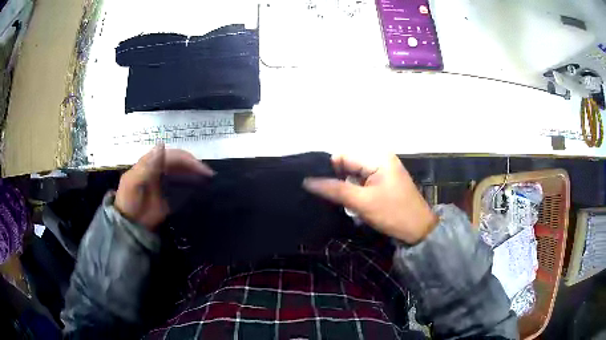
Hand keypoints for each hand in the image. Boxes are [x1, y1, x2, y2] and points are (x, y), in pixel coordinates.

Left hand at [115, 144, 214, 231]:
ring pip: (181, 170)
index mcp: (149, 162)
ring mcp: (162, 180)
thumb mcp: (134, 183)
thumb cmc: (129, 203)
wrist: (129, 225)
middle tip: (209, 175)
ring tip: (209, 178)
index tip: (202, 169)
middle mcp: (157, 167)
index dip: (187, 159)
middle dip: (194, 165)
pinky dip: (191, 182)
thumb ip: (146, 166)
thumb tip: (162, 144)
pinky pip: (180, 182)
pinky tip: (200, 185)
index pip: (171, 155)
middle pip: (178, 161)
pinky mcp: (166, 192)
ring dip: (194, 172)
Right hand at [303, 154, 436, 243]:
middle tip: (330, 197)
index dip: (329, 171)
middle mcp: (380, 157)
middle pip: (348, 163)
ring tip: (339, 200)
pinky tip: (351, 200)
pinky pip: (363, 178)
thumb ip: (335, 189)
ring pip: (354, 172)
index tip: (321, 189)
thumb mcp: (362, 202)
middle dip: (337, 178)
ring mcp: (383, 168)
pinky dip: (355, 187)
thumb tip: (307, 181)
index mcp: (377, 157)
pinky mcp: (385, 179)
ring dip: (346, 184)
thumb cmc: (393, 214)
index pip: (342, 156)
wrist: (419, 230)